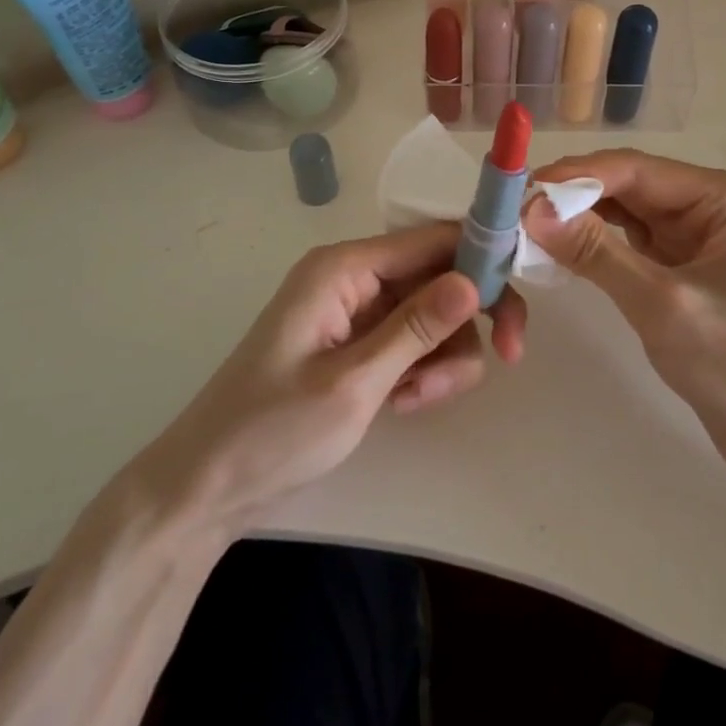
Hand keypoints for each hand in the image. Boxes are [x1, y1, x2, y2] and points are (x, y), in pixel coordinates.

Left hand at [136, 223, 526, 532]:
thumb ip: (416, 328)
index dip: (483, 259)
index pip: (433, 239)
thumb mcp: (353, 382)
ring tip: (415, 401)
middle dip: (469, 320)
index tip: (518, 301)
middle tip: (507, 356)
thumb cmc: (271, 430)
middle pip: (441, 276)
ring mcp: (358, 312)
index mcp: (345, 267)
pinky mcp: (360, 344)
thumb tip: (474, 280)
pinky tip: (403, 404)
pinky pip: (414, 341)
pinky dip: (422, 370)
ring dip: (443, 356)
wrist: (208, 487)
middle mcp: (355, 278)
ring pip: (434, 314)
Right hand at [524, 150, 725, 500]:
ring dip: (581, 220)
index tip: (521, 190)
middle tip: (515, 210)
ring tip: (528, 227)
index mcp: (725, 197)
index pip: (637, 169)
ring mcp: (699, 238)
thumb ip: (595, 253)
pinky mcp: (686, 270)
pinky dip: (598, 247)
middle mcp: (712, 206)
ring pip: (627, 215)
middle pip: (630, 187)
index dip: (576, 176)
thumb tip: (531, 210)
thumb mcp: (661, 304)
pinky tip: (562, 249)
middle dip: (575, 197)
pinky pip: (632, 244)